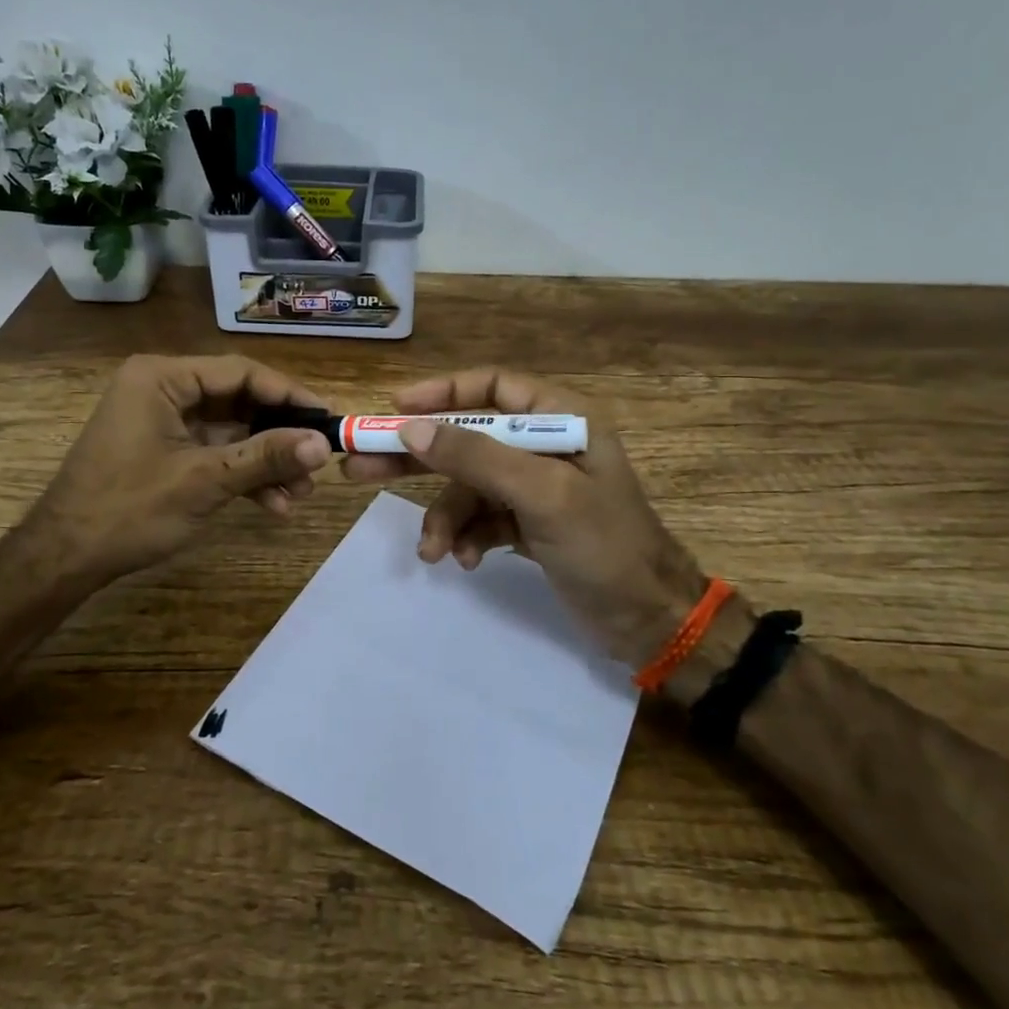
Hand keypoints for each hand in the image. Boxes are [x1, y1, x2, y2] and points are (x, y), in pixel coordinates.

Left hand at [29, 354, 330, 590]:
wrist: (64, 559)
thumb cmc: (128, 509)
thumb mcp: (204, 481)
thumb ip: (265, 457)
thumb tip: (323, 444)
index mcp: (162, 377)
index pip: (241, 372)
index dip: (289, 395)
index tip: (328, 419)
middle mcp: (162, 389)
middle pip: (239, 401)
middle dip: (279, 437)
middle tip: (317, 463)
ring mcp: (163, 421)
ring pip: (231, 431)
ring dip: (265, 462)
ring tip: (299, 494)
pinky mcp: (164, 450)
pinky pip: (214, 452)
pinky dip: (242, 475)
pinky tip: (272, 504)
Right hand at [343, 368, 704, 666]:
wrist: (648, 621)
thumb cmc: (604, 546)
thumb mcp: (540, 494)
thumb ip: (475, 457)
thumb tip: (410, 428)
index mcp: (560, 418)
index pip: (492, 387)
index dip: (442, 393)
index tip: (395, 409)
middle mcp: (544, 445)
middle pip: (467, 437)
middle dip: (418, 458)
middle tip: (360, 467)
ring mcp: (535, 487)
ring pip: (468, 486)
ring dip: (446, 517)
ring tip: (433, 551)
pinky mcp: (528, 523)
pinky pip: (481, 518)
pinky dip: (467, 536)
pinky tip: (465, 560)